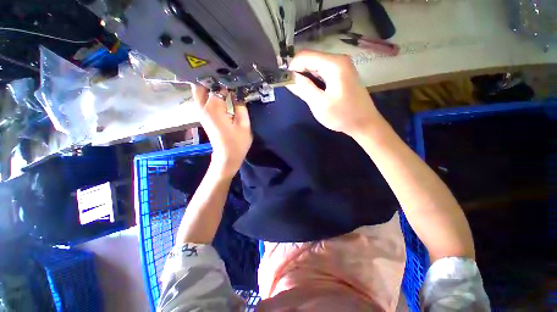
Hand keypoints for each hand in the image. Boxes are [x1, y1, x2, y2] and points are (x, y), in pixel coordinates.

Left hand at [191, 84, 251, 177]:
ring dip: (209, 85)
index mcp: (213, 108)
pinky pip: (203, 99)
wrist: (227, 156)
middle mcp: (203, 107)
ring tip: (224, 81)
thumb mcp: (244, 124)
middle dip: (211, 78)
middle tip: (225, 75)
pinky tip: (221, 92)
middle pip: (200, 85)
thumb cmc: (237, 142)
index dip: (227, 81)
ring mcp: (201, 112)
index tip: (236, 78)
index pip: (218, 86)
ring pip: (200, 91)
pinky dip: (209, 93)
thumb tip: (238, 92)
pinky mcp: (204, 116)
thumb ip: (241, 105)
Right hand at [286, 50, 382, 136]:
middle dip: (299, 73)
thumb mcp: (319, 104)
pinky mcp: (342, 74)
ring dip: (306, 77)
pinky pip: (323, 72)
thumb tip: (290, 77)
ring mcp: (342, 66)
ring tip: (303, 93)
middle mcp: (338, 60)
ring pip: (316, 66)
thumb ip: (303, 88)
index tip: (286, 82)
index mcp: (333, 64)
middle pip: (311, 59)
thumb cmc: (342, 115)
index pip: (305, 56)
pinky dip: (314, 80)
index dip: (292, 67)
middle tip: (295, 91)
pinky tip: (313, 91)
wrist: (364, 123)